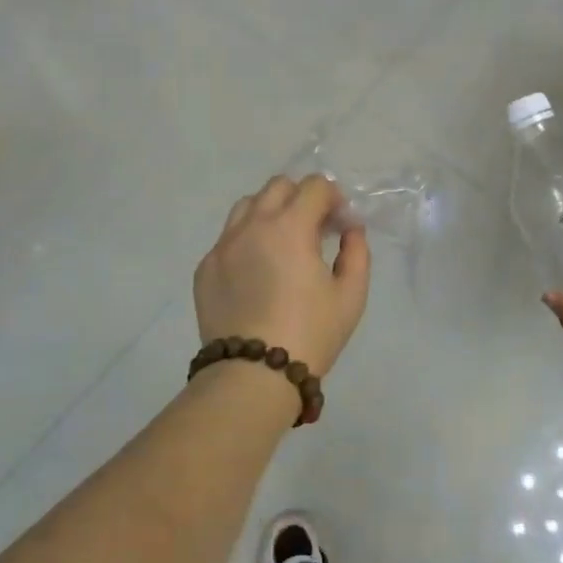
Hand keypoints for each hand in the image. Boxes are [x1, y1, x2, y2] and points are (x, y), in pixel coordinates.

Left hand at [195, 174, 371, 375]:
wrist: (252, 375)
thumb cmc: (310, 334)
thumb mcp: (351, 295)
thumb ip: (357, 252)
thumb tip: (350, 229)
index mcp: (290, 226)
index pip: (314, 186)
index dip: (334, 198)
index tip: (340, 225)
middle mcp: (252, 225)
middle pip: (278, 186)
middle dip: (301, 199)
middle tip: (314, 231)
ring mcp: (223, 245)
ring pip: (247, 206)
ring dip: (270, 213)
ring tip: (282, 245)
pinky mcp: (205, 268)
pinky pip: (228, 238)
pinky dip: (247, 241)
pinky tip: (257, 273)